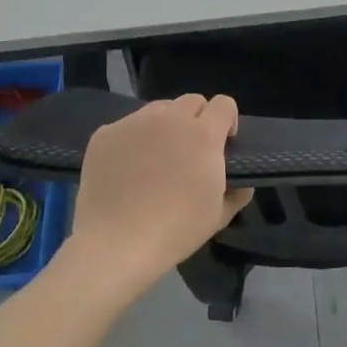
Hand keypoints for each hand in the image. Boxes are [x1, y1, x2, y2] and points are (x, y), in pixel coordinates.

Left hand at [67, 95, 252, 295]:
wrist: (116, 245)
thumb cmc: (176, 230)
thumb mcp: (219, 215)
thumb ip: (238, 191)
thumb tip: (242, 181)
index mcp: (203, 134)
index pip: (224, 104)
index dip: (227, 121)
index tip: (223, 143)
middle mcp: (170, 119)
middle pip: (192, 101)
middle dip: (198, 120)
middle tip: (190, 151)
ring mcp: (134, 123)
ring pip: (158, 110)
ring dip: (166, 126)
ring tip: (157, 157)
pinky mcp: (105, 134)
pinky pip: (127, 126)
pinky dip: (133, 140)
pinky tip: (127, 168)